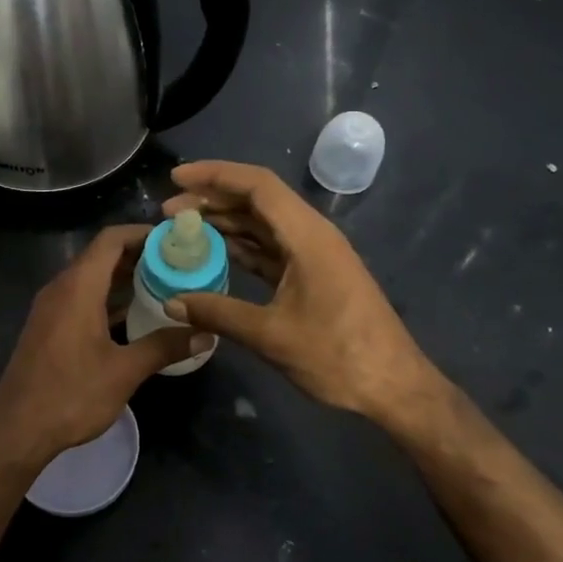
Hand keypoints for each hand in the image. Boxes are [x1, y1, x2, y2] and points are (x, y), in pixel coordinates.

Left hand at [0, 225, 209, 471]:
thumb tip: (205, 334)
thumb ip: (164, 347)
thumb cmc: (71, 394)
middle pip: (101, 256)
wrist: (16, 429)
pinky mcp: (47, 326)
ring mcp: (50, 307)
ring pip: (90, 278)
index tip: (174, 240)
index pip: (111, 239)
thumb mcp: (124, 371)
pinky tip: (132, 315)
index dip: (142, 233)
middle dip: (138, 255)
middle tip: (176, 263)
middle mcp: (61, 288)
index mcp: (78, 287)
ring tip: (162, 285)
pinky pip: (80, 297)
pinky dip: (106, 297)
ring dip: (122, 278)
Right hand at [162, 161, 441, 422]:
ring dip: (225, 222)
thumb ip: (219, 314)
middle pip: (257, 200)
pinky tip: (214, 254)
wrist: (394, 386)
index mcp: (307, 236)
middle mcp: (311, 235)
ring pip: (263, 224)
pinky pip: (271, 248)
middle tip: (168, 211)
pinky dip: (241, 247)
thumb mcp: (272, 336)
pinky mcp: (313, 274)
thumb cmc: (338, 355)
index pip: (257, 185)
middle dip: (212, 199)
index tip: (177, 178)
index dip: (215, 175)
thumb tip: (172, 303)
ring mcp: (314, 255)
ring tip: (183, 229)